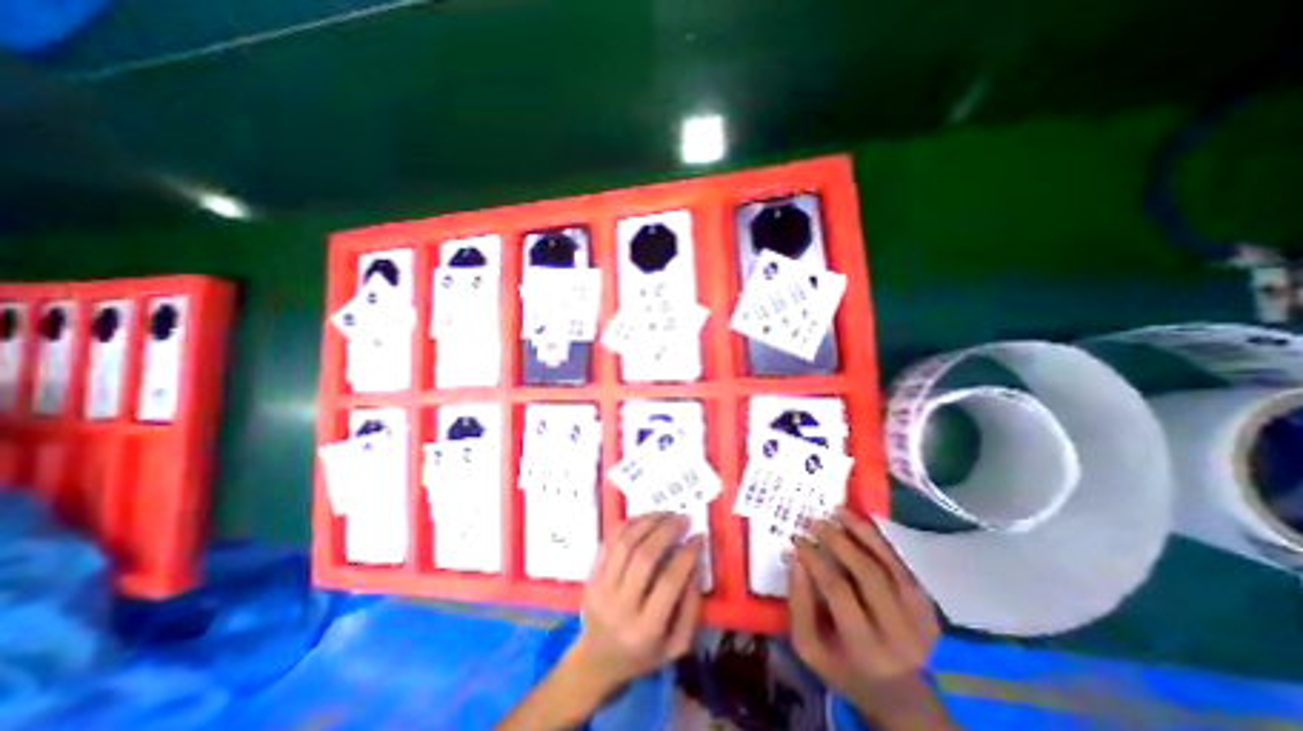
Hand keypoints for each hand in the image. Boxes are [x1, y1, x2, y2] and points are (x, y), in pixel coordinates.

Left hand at [563, 511, 703, 699]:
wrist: (597, 661)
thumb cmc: (643, 655)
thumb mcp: (676, 646)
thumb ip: (691, 608)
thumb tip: (695, 565)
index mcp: (646, 630)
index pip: (668, 583)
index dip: (686, 555)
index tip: (698, 536)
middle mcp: (620, 607)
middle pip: (644, 557)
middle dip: (666, 531)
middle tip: (682, 517)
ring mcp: (601, 589)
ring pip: (624, 544)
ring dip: (647, 522)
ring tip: (665, 513)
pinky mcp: (590, 576)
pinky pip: (609, 542)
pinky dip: (627, 525)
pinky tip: (643, 519)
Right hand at [790, 511, 953, 728]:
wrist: (901, 697)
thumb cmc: (845, 670)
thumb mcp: (810, 648)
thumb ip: (799, 604)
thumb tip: (796, 558)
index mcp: (865, 647)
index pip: (839, 591)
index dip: (816, 560)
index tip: (797, 539)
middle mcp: (899, 632)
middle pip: (869, 574)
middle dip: (839, 541)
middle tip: (816, 521)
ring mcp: (920, 619)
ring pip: (891, 565)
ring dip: (864, 533)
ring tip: (840, 511)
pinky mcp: (929, 608)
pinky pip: (904, 566)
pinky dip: (883, 542)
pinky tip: (863, 525)